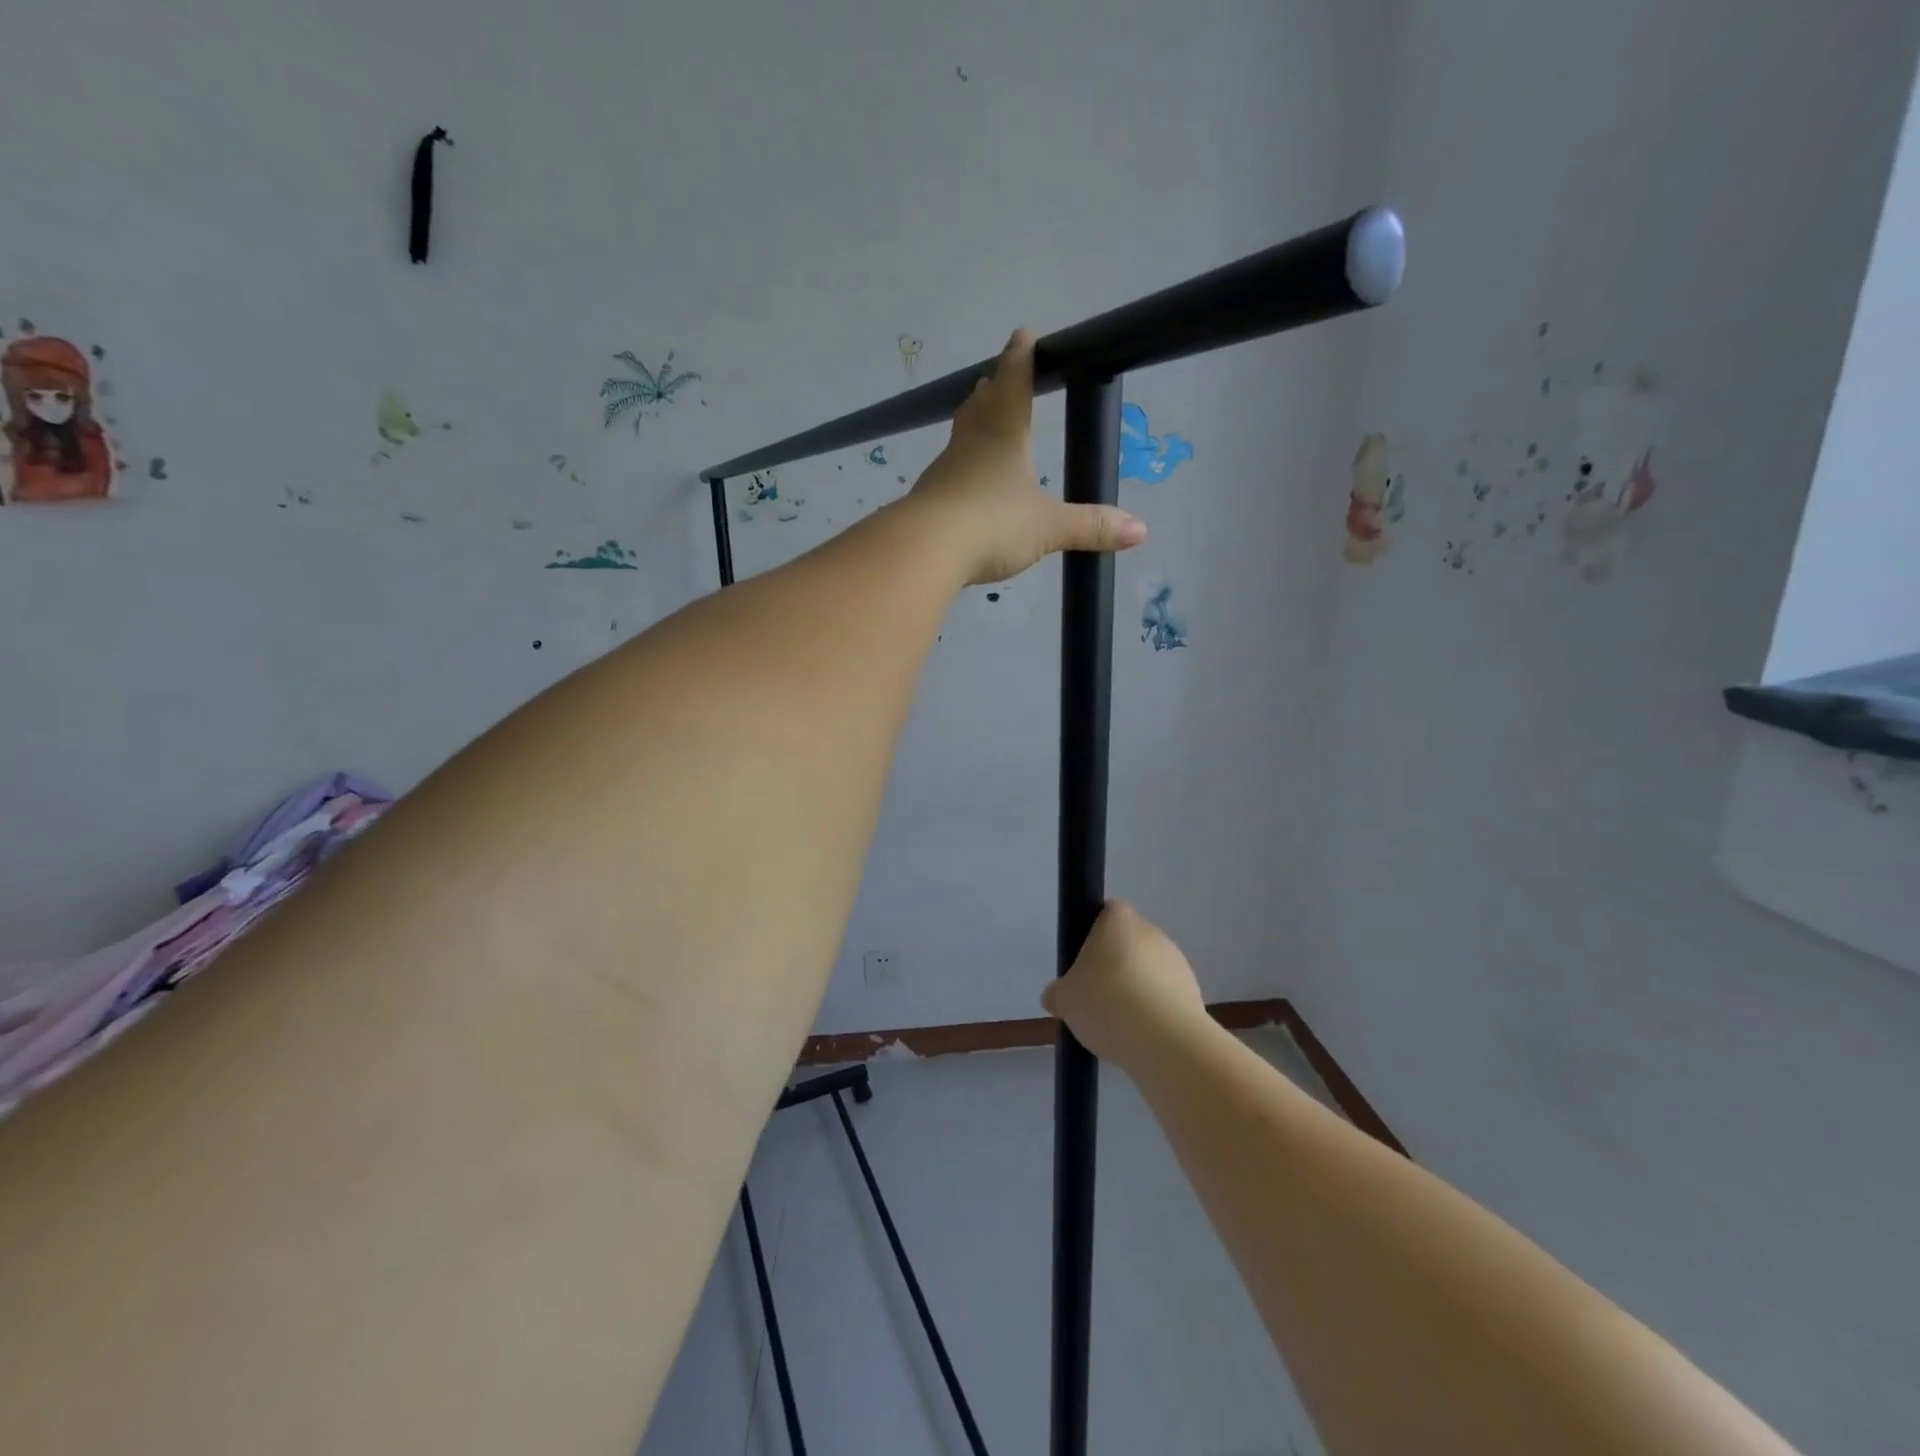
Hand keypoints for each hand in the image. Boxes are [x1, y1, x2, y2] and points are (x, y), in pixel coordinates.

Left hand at [910, 330, 1145, 584]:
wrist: (925, 549)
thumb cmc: (992, 523)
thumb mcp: (1048, 527)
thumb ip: (1090, 527)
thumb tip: (1140, 530)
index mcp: (1004, 435)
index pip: (1014, 383)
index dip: (1021, 358)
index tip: (1023, 334)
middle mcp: (971, 444)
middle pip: (981, 406)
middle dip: (992, 389)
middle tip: (994, 378)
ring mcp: (944, 471)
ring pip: (960, 436)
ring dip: (971, 424)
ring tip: (979, 420)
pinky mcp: (928, 499)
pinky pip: (948, 474)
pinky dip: (959, 468)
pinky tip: (963, 484)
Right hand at [1042, 900, 1207, 1067]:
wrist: (1162, 1039)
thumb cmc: (1105, 1002)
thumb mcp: (1064, 999)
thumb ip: (1058, 993)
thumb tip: (1057, 996)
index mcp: (1118, 920)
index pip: (1107, 911)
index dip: (1094, 932)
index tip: (1085, 960)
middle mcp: (1150, 931)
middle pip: (1128, 942)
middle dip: (1115, 964)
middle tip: (1097, 995)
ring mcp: (1176, 960)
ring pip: (1149, 969)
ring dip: (1137, 988)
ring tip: (1120, 1023)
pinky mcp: (1193, 990)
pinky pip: (1166, 994)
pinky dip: (1155, 1009)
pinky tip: (1142, 1034)